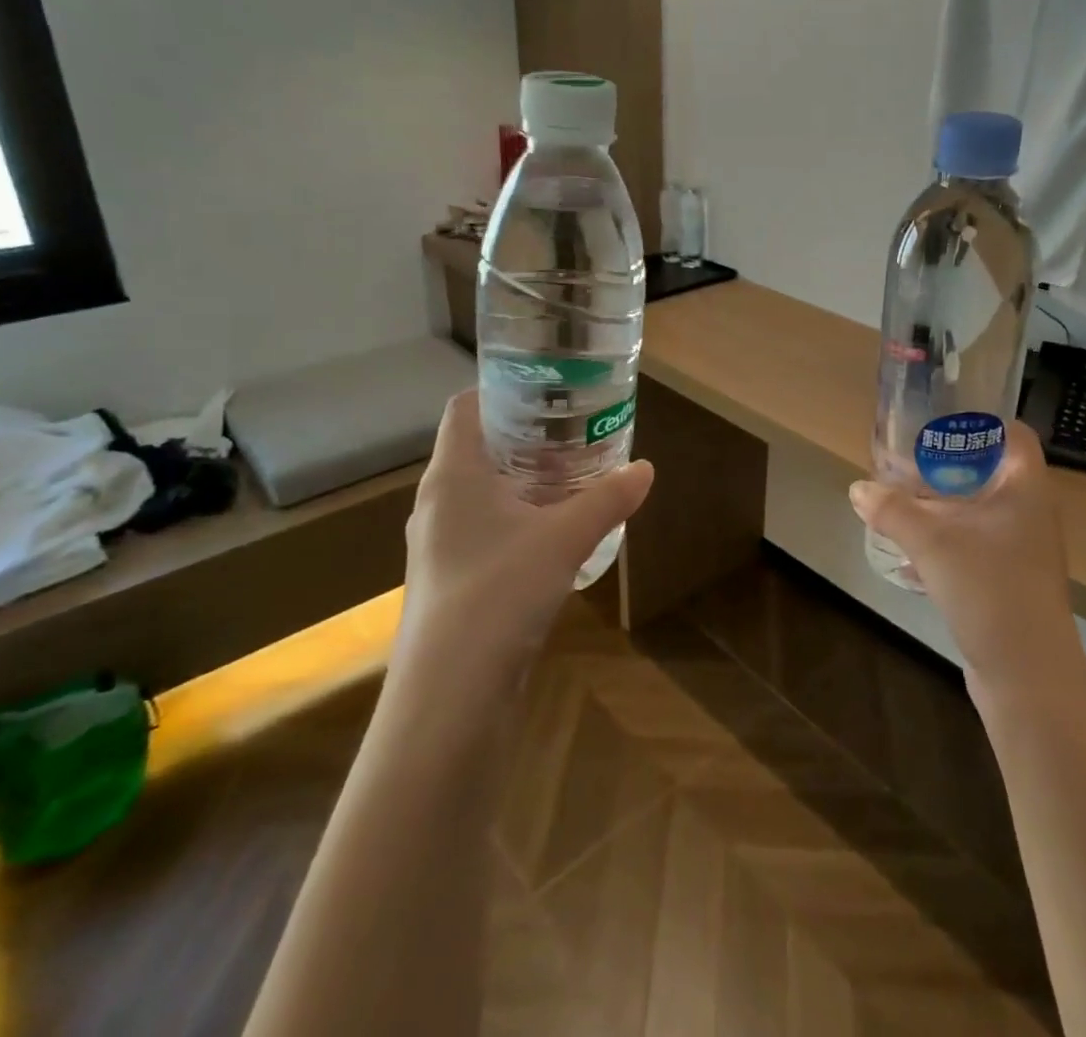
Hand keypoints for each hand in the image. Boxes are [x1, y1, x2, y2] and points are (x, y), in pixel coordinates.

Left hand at [396, 391, 654, 687]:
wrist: (450, 696)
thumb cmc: (498, 592)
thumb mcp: (564, 537)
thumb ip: (607, 498)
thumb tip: (646, 469)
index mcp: (452, 475)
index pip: (465, 407)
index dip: (502, 390)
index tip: (548, 388)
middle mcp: (438, 502)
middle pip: (479, 448)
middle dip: (527, 436)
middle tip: (575, 428)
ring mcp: (441, 543)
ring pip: (484, 492)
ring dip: (526, 480)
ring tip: (575, 474)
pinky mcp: (452, 579)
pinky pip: (487, 528)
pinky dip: (520, 517)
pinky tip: (557, 530)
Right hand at [849, 422, 1080, 698]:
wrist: (1028, 676)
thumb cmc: (990, 589)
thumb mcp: (932, 542)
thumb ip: (893, 510)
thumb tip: (858, 488)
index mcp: (1026, 489)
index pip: (1014, 435)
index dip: (982, 422)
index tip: (940, 420)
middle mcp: (1030, 513)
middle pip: (990, 472)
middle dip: (947, 467)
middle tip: (907, 460)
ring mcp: (1023, 550)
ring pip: (979, 512)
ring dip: (943, 507)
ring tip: (900, 502)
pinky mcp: (1009, 582)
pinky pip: (974, 546)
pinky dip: (945, 543)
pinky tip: (910, 557)